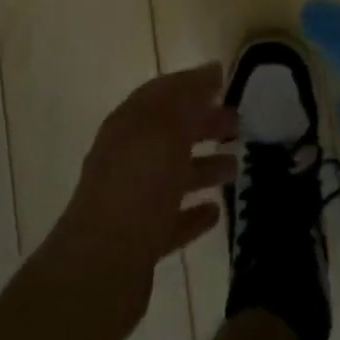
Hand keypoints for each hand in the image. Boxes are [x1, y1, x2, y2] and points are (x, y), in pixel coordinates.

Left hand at [41, 63, 239, 339]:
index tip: (226, 81)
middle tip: (239, 124)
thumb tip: (211, 70)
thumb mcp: (167, 129)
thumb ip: (189, 98)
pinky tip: (216, 212)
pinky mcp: (140, 241)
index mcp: (130, 123)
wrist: (100, 269)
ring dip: (203, 167)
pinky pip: (172, 218)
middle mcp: (128, 156)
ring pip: (173, 175)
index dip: (193, 83)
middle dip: (203, 124)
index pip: (164, 92)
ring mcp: (132, 199)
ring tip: (235, 167)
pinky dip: (193, 212)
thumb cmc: (137, 185)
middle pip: (171, 132)